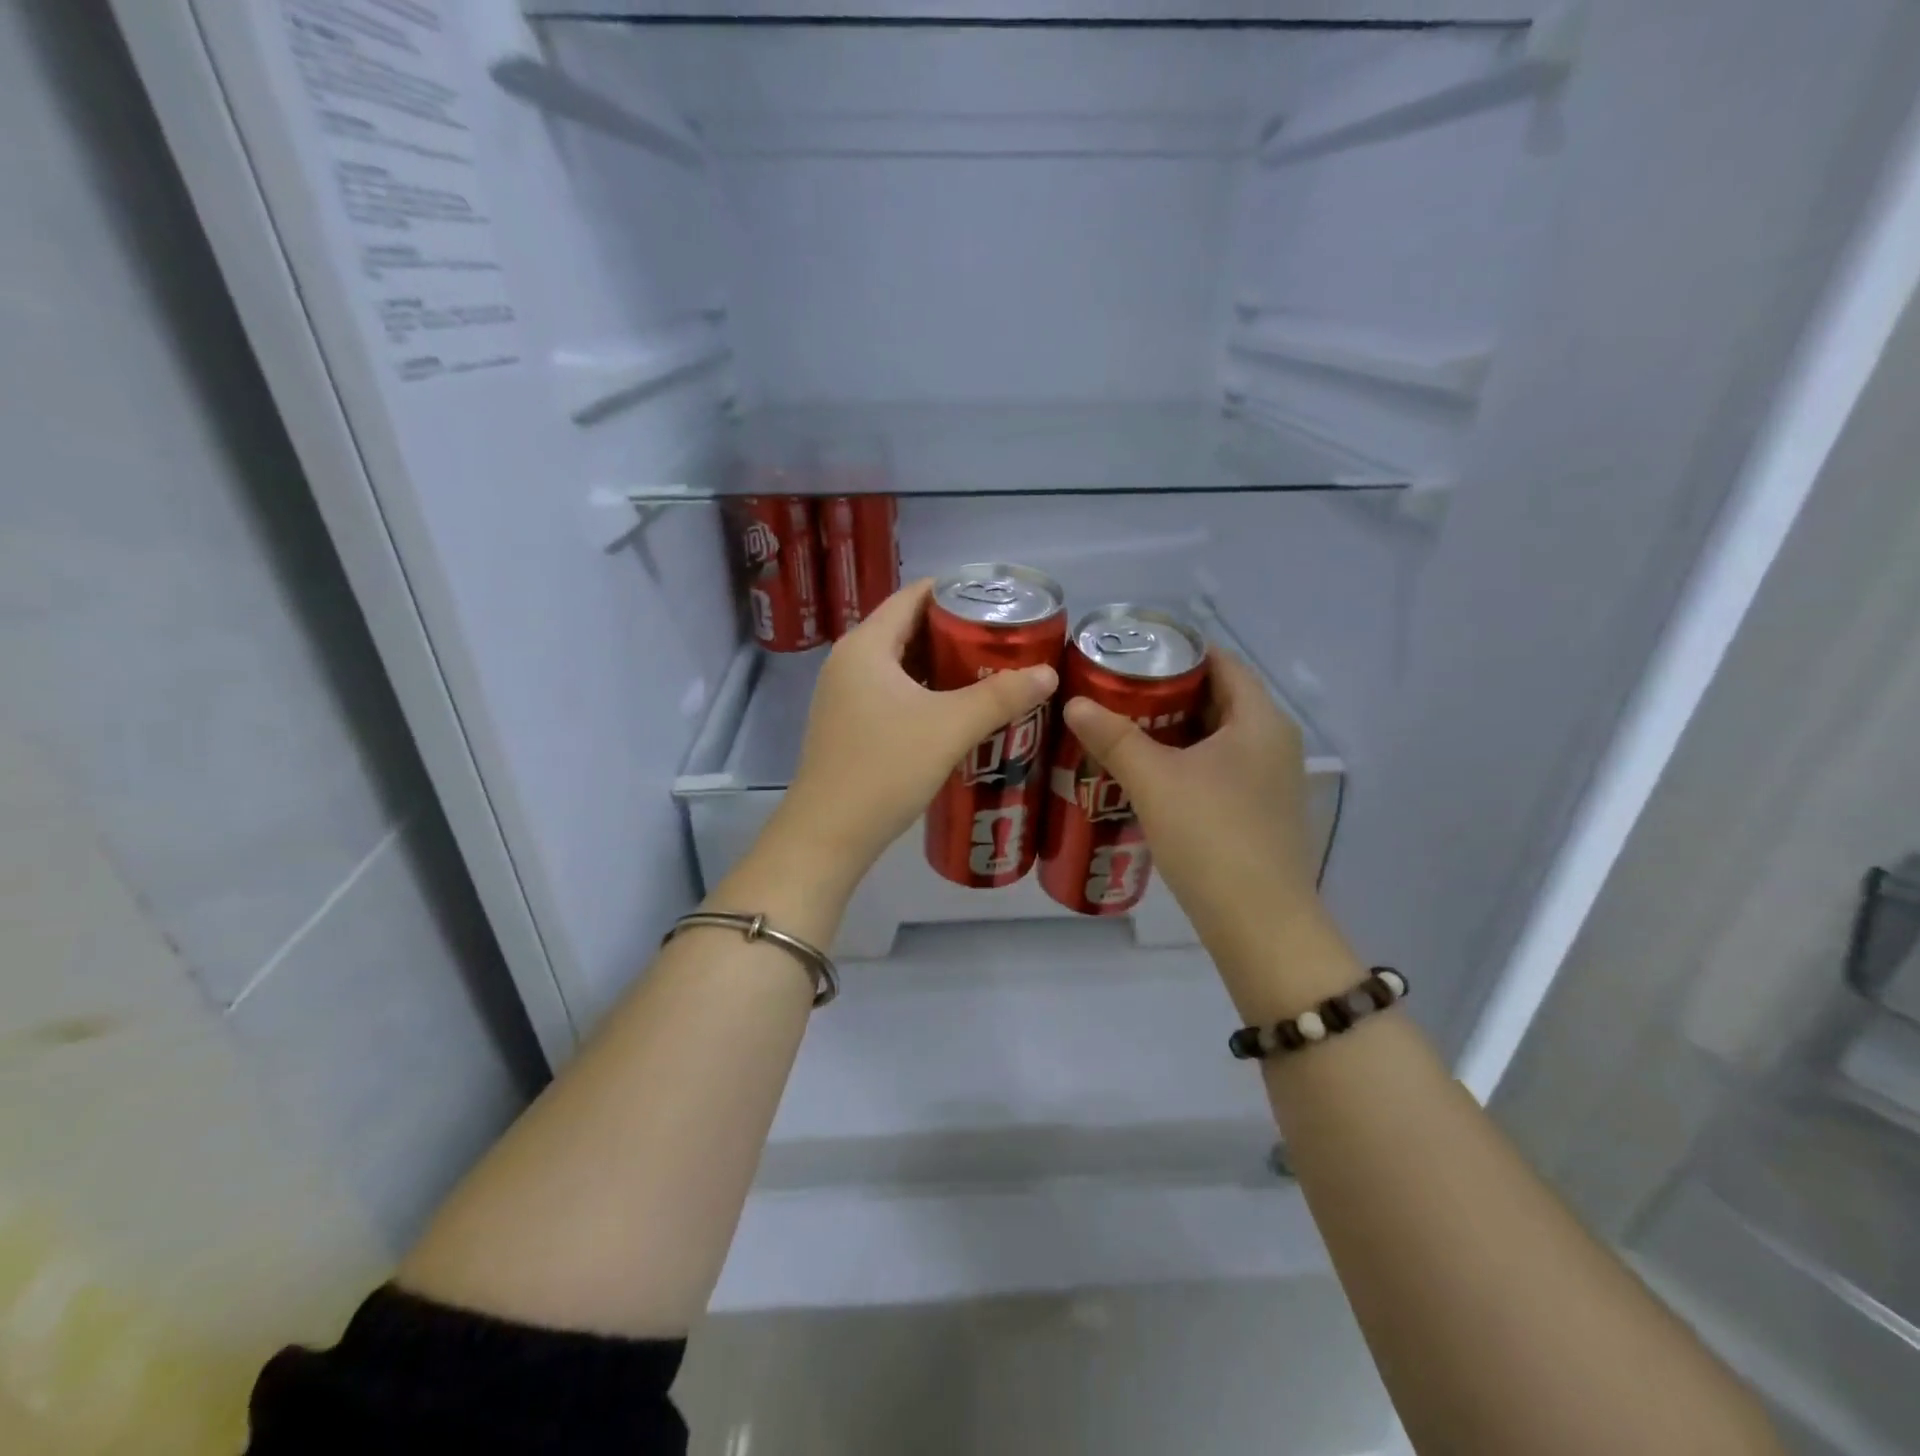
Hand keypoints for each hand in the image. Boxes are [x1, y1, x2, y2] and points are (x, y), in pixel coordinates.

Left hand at [773, 580, 1058, 879]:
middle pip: (907, 628)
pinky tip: (954, 711)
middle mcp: (849, 661)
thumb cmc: (885, 769)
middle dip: (955, 632)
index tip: (999, 602)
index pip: (913, 596)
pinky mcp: (847, 725)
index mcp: (866, 645)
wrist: (828, 835)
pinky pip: (891, 692)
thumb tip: (1048, 674)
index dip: (956, 592)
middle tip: (1003, 641)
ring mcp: (843, 695)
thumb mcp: (950, 728)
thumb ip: (1001, 696)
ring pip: (900, 664)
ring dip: (940, 666)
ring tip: (988, 672)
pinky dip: (923, 692)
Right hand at [1062, 652, 1348, 1015]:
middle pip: (1217, 698)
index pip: (1221, 661)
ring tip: (1119, 727)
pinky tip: (1145, 774)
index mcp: (1260, 719)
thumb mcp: (1155, 781)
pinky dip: (1183, 761)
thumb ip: (1114, 737)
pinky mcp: (1257, 811)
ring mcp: (1269, 779)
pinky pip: (1217, 768)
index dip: (1177, 650)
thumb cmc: (1212, 836)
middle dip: (1166, 691)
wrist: (1259, 924)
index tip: (1130, 652)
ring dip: (1171, 730)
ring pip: (1215, 737)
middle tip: (1113, 690)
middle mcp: (1273, 741)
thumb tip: (1075, 702)